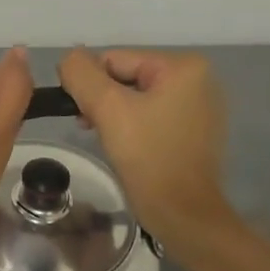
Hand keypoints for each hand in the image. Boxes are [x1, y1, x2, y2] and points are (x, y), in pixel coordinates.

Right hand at [59, 47, 234, 253]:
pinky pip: (154, 117)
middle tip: (91, 130)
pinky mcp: (195, 132)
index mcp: (184, 66)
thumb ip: (82, 75)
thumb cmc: (148, 158)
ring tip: (107, 140)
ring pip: (138, 99)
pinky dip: (134, 128)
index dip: (90, 85)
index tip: (80, 116)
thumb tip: (69, 56)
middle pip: (127, 77)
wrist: (182, 214)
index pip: (116, 60)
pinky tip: (127, 149)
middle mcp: (199, 79)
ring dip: (115, 116)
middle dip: (103, 101)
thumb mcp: (108, 110)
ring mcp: (200, 107)